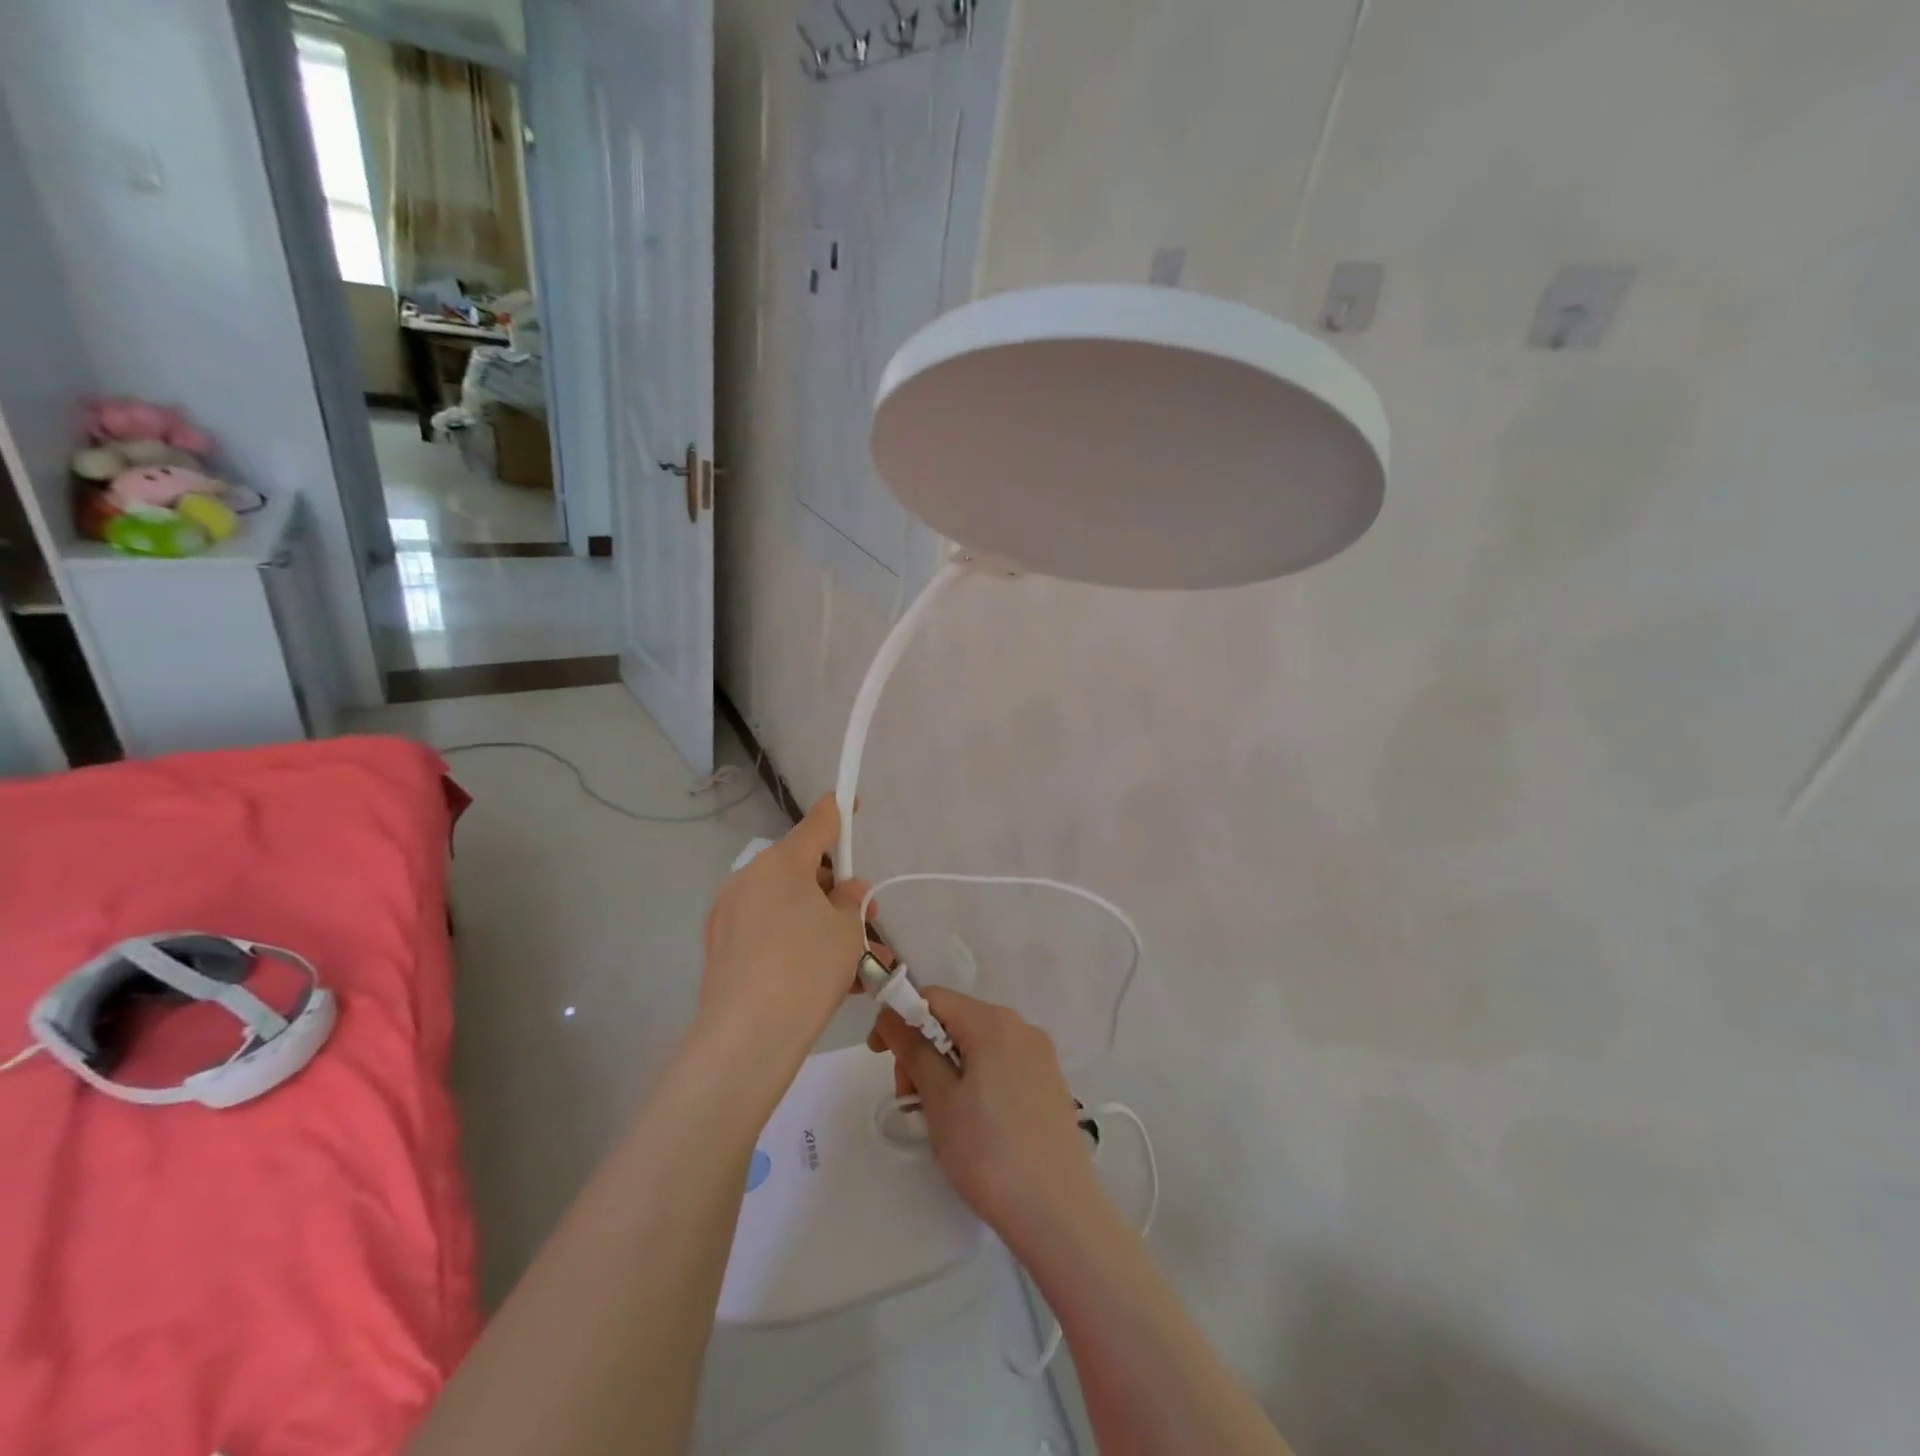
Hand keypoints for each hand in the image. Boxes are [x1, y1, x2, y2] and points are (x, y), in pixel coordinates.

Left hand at [699, 795, 868, 1065]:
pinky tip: (820, 978)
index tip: (853, 803)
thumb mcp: (847, 931)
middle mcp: (749, 878)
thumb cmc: (808, 969)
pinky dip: (793, 941)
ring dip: (817, 922)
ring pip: (785, 905)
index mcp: (781, 863)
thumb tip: (846, 890)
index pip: (818, 822)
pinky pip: (766, 931)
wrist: (748, 1037)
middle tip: (864, 920)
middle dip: (833, 889)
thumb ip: (852, 901)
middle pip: (800, 868)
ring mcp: (729, 913)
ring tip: (852, 962)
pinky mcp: (720, 947)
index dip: (839, 811)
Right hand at [871, 988, 1101, 1243]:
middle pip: (956, 1020)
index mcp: (994, 1021)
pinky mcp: (1049, 1084)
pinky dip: (974, 1080)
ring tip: (937, 1118)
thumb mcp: (940, 1100)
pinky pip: (1000, 1065)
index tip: (879, 1055)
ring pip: (977, 1045)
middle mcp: (1021, 1027)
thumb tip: (892, 1016)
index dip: (899, 1017)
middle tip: (909, 1099)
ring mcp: (1040, 1056)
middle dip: (922, 1049)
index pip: (934, 997)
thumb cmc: (989, 1152)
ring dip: (946, 1068)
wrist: (1060, 1214)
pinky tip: (970, 1122)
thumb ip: (913, 1050)